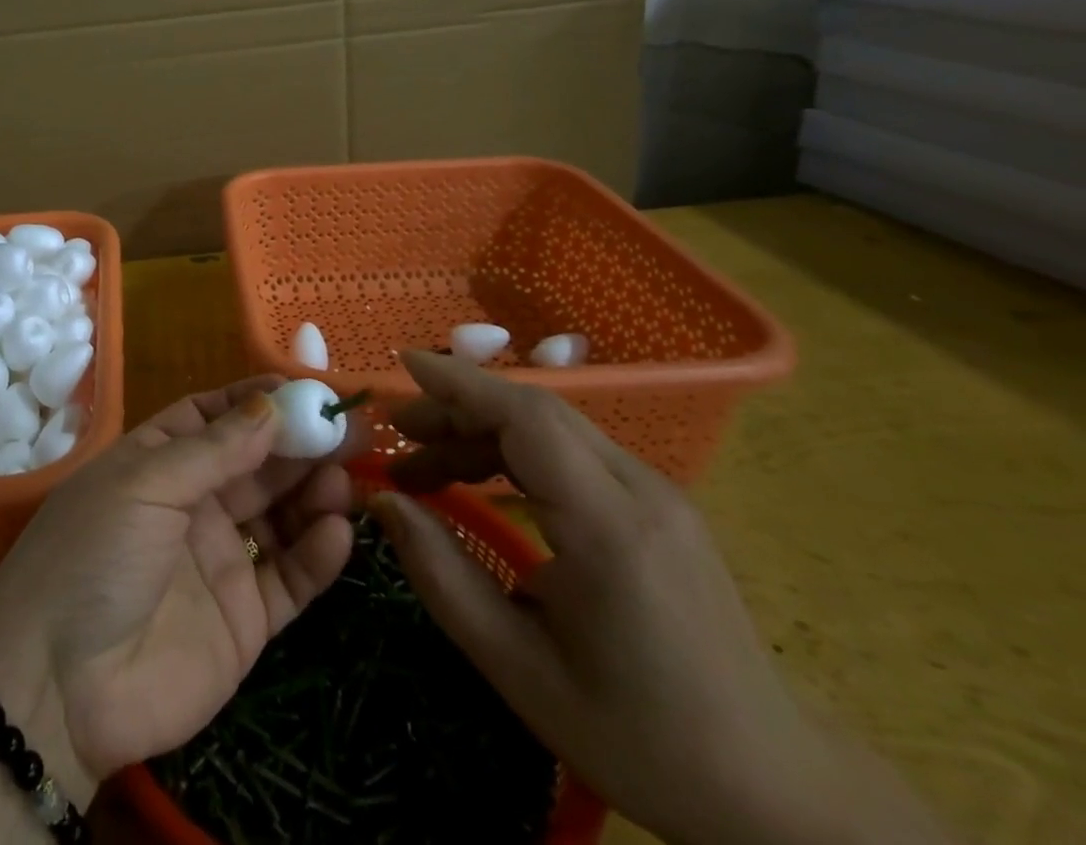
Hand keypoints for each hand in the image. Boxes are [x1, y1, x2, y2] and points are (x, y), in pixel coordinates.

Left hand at [0, 377, 356, 801]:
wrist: (58, 687)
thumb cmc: (94, 556)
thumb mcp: (146, 486)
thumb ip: (214, 450)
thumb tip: (270, 405)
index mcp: (159, 461)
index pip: (215, 417)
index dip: (257, 400)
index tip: (305, 388)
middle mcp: (193, 503)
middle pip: (256, 462)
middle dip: (299, 443)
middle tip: (348, 429)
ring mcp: (220, 560)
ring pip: (280, 514)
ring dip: (313, 493)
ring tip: (342, 479)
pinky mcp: (244, 619)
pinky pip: (290, 578)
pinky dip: (317, 555)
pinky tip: (336, 533)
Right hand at [371, 351, 952, 844]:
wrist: (775, 792)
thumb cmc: (639, 737)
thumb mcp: (519, 668)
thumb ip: (442, 575)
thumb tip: (383, 501)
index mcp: (611, 529)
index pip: (527, 419)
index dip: (460, 384)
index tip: (403, 366)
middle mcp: (642, 491)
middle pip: (536, 412)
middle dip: (458, 409)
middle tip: (400, 436)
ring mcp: (659, 495)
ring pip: (554, 427)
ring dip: (483, 432)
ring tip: (428, 467)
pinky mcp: (661, 506)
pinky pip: (574, 452)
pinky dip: (516, 451)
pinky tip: (485, 481)